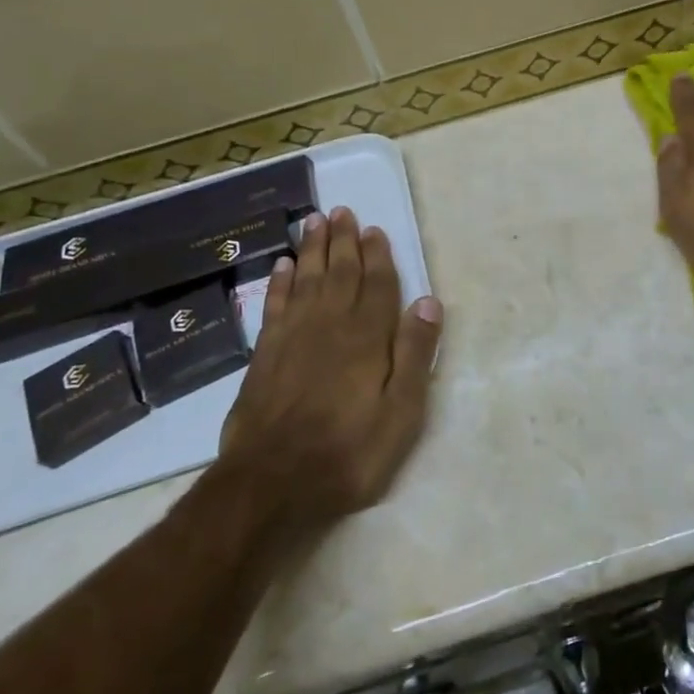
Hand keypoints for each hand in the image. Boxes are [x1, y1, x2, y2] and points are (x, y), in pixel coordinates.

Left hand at [218, 206, 442, 532]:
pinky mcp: (265, 353)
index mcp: (367, 337)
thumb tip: (429, 302)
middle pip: (339, 272)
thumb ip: (414, 355)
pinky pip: (275, 304)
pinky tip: (283, 265)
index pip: (377, 285)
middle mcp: (330, 325)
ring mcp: (293, 337)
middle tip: (342, 210)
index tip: (375, 229)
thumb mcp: (400, 413)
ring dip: (312, 248)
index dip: (378, 256)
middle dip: (343, 240)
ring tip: (314, 220)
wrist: (271, 483)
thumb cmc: (347, 452)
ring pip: (307, 279)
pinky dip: (280, 281)